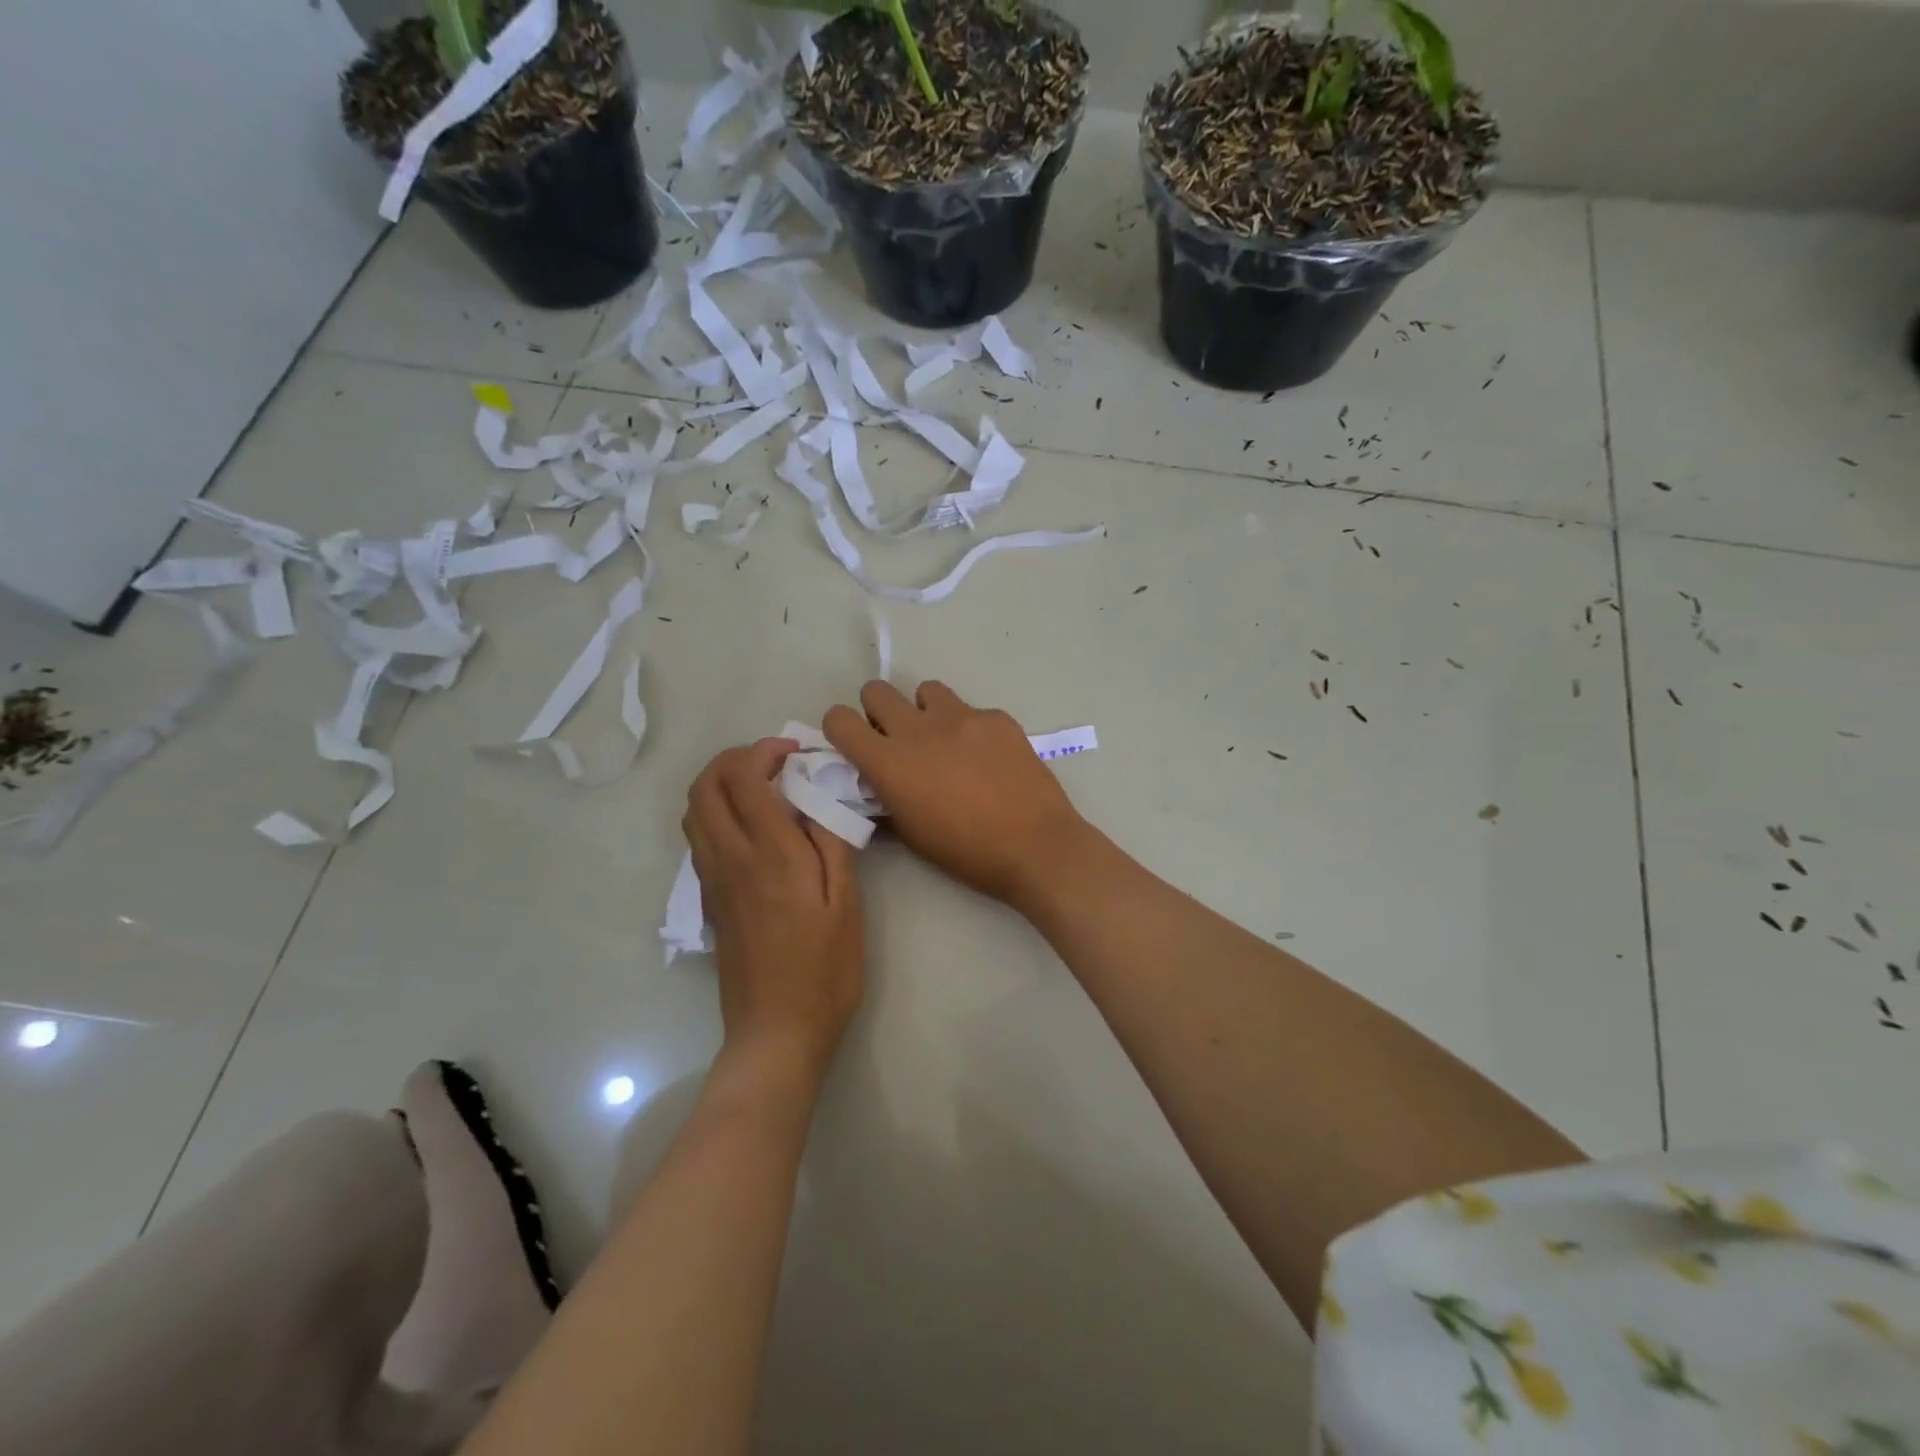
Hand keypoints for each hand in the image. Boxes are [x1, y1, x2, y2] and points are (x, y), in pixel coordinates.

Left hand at [684, 739, 864, 1078]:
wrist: (776, 1033)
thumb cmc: (825, 971)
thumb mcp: (846, 905)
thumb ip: (832, 845)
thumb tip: (817, 802)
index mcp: (771, 856)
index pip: (746, 778)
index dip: (765, 751)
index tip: (795, 752)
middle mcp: (731, 859)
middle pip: (706, 786)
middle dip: (734, 759)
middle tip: (774, 763)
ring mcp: (712, 881)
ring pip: (694, 810)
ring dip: (720, 783)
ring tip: (762, 787)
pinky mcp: (708, 900)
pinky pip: (699, 837)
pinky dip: (716, 812)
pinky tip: (753, 827)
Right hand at [823, 681, 1089, 906]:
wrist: (1035, 845)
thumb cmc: (966, 852)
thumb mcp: (912, 834)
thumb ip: (885, 801)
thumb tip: (876, 785)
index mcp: (889, 762)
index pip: (839, 719)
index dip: (841, 729)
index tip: (856, 745)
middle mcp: (918, 729)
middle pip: (877, 690)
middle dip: (879, 711)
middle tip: (899, 739)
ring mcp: (961, 717)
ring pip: (926, 690)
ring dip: (926, 711)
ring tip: (945, 742)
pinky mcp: (996, 717)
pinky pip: (971, 710)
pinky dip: (970, 728)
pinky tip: (988, 758)